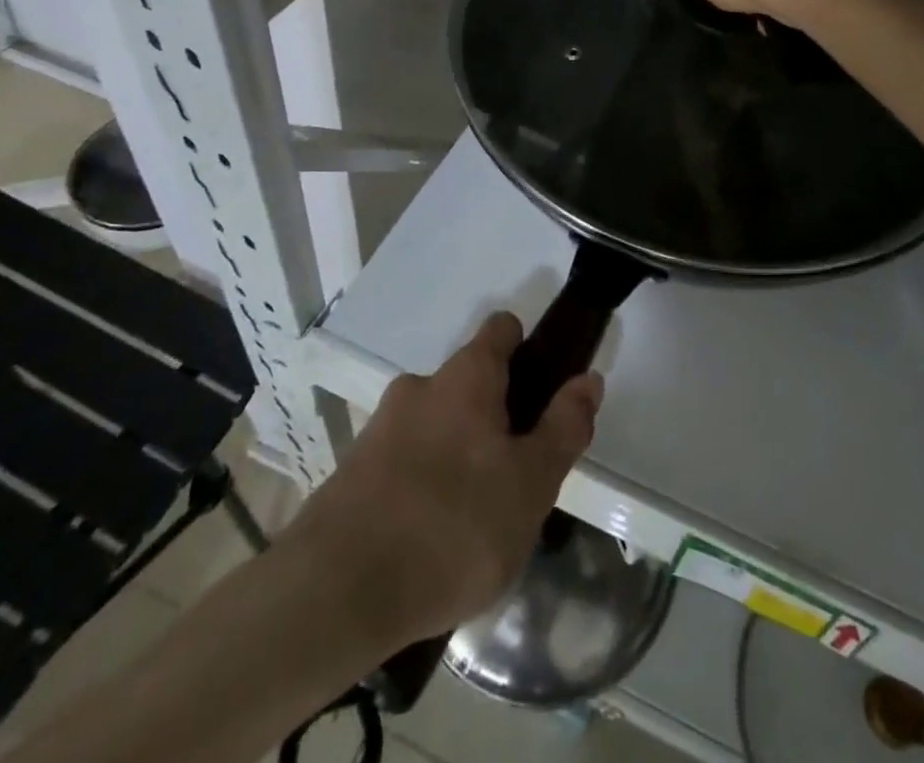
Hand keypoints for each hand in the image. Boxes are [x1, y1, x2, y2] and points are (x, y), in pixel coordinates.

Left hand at [282, 313, 603, 647]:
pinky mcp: (352, 473)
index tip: (544, 385)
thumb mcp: (532, 483)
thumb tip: (588, 378)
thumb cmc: (453, 526)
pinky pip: (405, 463)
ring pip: (437, 426)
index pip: (501, 329)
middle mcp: (421, 387)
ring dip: (459, 453)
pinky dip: (425, 484)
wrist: (335, 594)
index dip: (527, 346)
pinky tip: (433, 539)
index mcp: (466, 377)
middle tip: (517, 474)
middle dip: (496, 416)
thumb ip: (564, 427)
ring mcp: (380, 429)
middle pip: (470, 383)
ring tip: (476, 518)